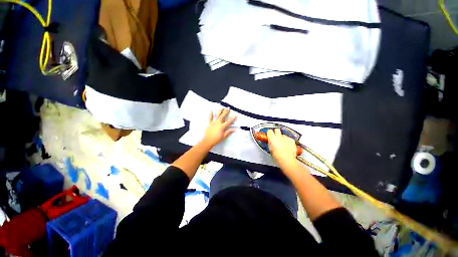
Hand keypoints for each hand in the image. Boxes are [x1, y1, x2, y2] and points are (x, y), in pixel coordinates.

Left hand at [202, 108, 236, 146]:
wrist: (208, 141)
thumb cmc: (217, 139)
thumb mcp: (224, 136)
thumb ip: (229, 132)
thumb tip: (235, 129)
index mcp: (222, 126)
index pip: (228, 121)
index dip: (232, 118)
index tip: (235, 115)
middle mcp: (218, 123)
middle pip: (222, 116)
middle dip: (225, 112)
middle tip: (228, 108)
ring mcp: (213, 123)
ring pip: (216, 116)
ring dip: (219, 111)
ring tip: (221, 107)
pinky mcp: (209, 124)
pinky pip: (210, 118)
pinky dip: (210, 115)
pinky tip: (211, 111)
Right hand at [267, 129, 297, 167]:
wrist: (287, 160)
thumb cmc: (278, 156)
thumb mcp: (270, 149)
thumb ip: (270, 143)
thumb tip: (270, 142)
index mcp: (272, 138)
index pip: (269, 131)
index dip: (269, 133)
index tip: (270, 135)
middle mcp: (279, 136)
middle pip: (277, 130)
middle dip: (276, 132)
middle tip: (276, 137)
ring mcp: (286, 138)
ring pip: (283, 135)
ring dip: (282, 138)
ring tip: (282, 145)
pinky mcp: (291, 140)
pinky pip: (289, 139)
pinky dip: (288, 141)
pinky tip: (287, 147)